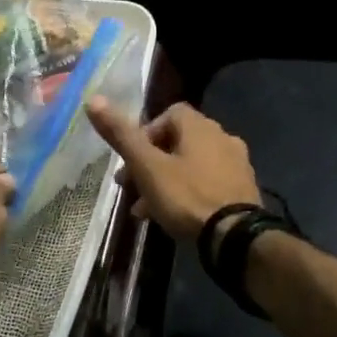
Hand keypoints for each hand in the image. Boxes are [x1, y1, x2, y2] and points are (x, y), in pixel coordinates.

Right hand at [86, 98, 260, 241]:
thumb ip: (122, 135)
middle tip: (131, 187)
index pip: (169, 114)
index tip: (132, 159)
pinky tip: (173, 218)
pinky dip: (188, 193)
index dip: (146, 133)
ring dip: (166, 181)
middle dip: (151, 163)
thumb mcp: (147, 167)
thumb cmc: (187, 196)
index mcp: (200, 126)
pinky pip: (208, 183)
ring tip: (145, 209)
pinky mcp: (243, 189)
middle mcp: (223, 137)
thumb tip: (93, 99)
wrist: (235, 236)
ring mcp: (237, 164)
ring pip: (191, 165)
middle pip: (178, 142)